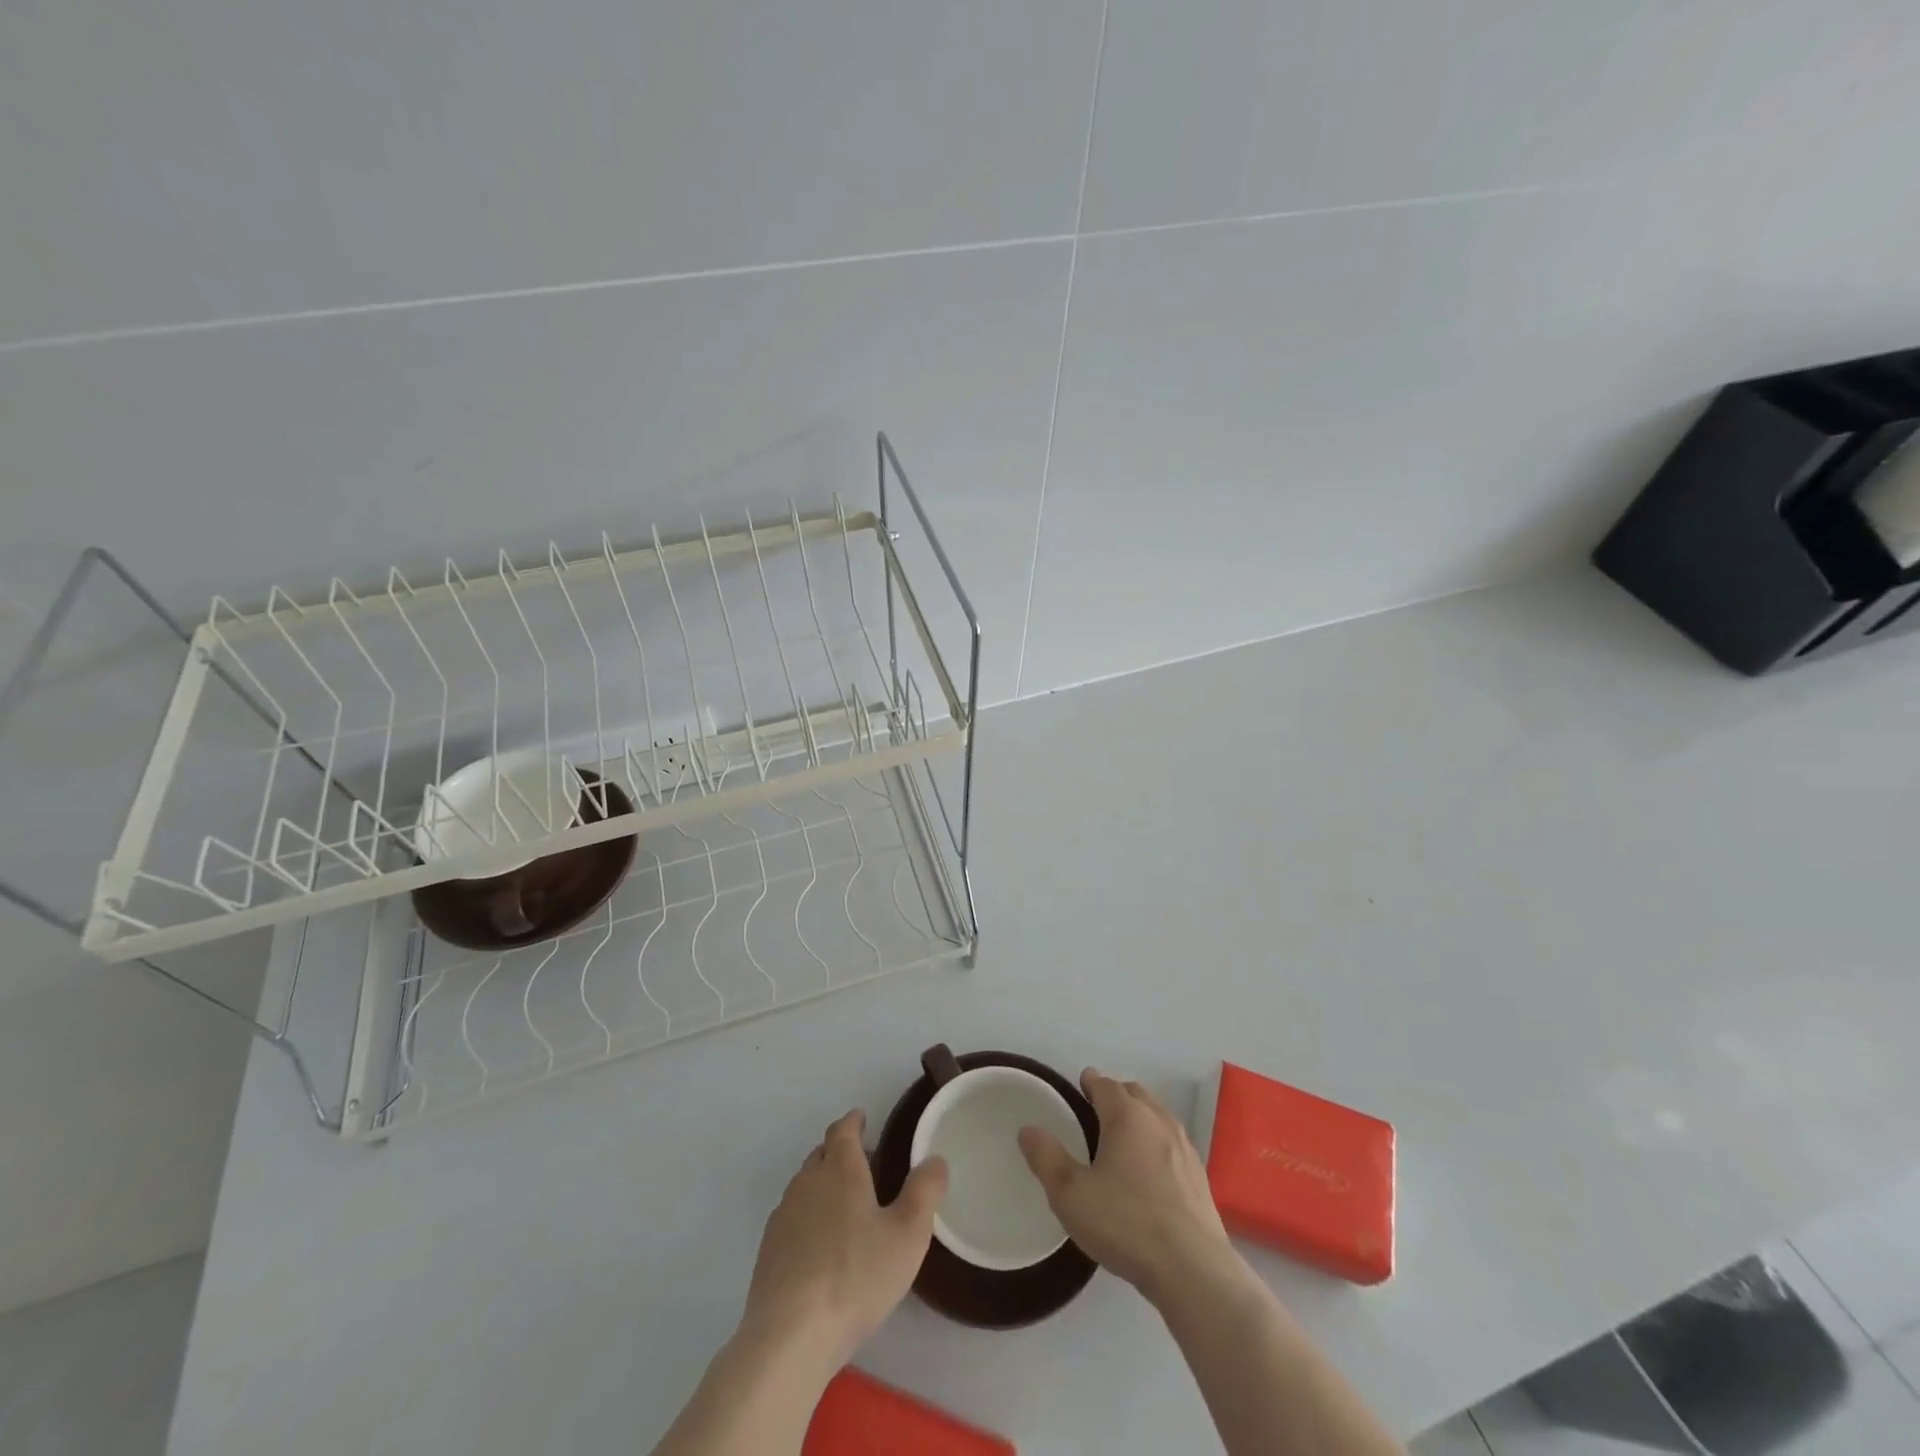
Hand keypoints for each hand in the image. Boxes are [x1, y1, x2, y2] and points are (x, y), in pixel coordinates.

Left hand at [741, 1109, 947, 1370]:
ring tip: (846, 1207)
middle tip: (865, 1165)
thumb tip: (935, 1159)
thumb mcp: (907, 1235)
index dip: (854, 1121)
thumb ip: (925, 1192)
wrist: (789, 1336)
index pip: (843, 1129)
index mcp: (840, 1168)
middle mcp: (807, 1181)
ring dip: (823, 1185)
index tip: (864, 1120)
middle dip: (840, 1151)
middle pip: (822, 1153)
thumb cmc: (856, 1277)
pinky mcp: (768, 1250)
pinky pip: (792, 1217)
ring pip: (805, 1184)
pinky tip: (821, 1247)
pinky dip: (808, 1217)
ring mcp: (783, 1215)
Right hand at [1019, 1069, 1237, 1303]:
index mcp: (1126, 1116)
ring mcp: (1185, 1148)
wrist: (1193, 1269)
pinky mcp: (1200, 1177)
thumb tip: (1028, 1129)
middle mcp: (1158, 1121)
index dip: (1091, 1082)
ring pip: (1158, 1116)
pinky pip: (1173, 1143)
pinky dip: (1158, 1142)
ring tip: (1123, 1136)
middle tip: (1098, 1109)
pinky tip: (1151, 1169)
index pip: (1106, 1085)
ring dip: (1140, 1116)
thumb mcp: (1070, 1194)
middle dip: (1116, 1094)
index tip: (1081, 1085)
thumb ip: (1046, 1158)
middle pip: (1135, 1093)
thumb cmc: (1125, 1223)